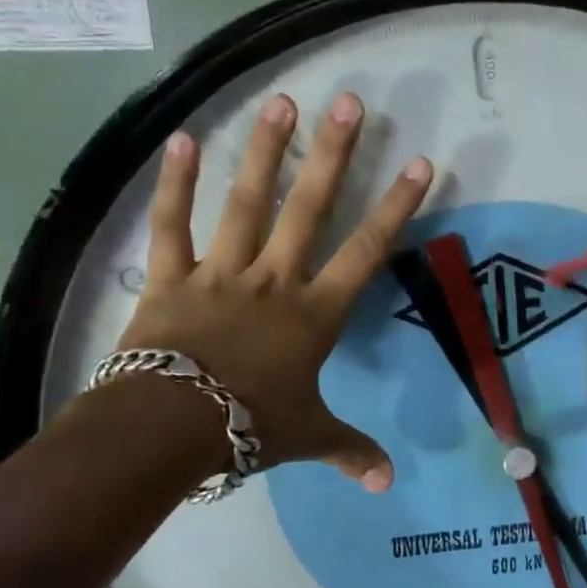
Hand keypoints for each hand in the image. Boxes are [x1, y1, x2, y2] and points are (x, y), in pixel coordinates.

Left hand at [115, 92, 432, 490]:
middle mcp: (274, 280)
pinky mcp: (169, 278)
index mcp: (314, 313)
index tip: (419, 163)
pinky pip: (172, 226)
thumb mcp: (308, 438)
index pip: (366, 251)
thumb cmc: (248, 428)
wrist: (167, 430)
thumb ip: (352, 451)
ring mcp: (220, 273)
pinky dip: (176, 183)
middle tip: (349, 102)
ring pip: (247, 203)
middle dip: (334, 154)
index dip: (396, 206)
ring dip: (266, 152)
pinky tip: (184, 138)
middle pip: (310, 208)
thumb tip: (389, 485)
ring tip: (281, 102)